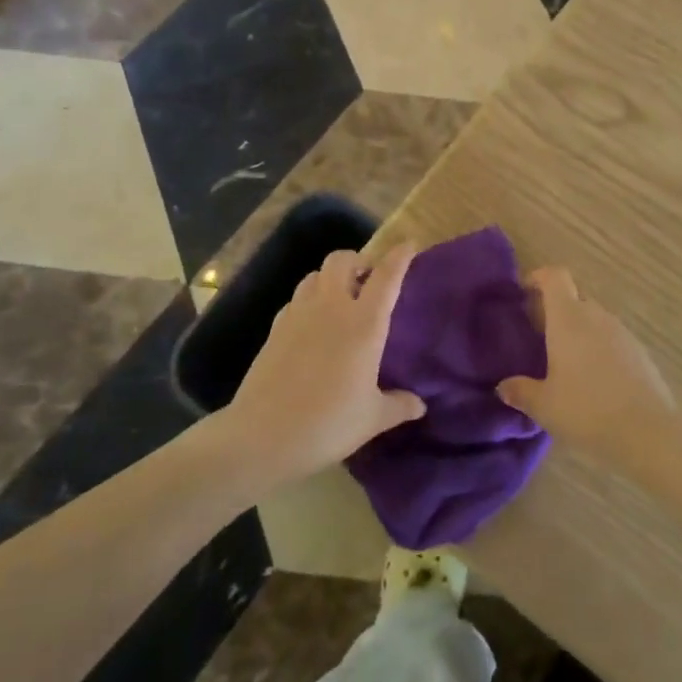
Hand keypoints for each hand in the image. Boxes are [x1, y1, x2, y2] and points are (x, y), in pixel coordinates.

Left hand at [222, 244, 425, 486]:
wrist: (262, 436)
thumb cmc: (328, 424)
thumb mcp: (372, 419)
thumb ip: (398, 405)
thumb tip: (419, 405)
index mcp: (363, 324)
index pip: (386, 277)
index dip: (399, 257)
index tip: (408, 244)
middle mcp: (331, 308)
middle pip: (342, 260)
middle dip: (357, 260)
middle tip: (368, 279)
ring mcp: (298, 314)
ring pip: (315, 275)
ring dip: (331, 278)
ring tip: (340, 299)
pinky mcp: (275, 328)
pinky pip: (296, 299)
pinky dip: (309, 300)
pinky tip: (312, 325)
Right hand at [498, 268, 676, 469]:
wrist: (648, 432)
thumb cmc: (587, 410)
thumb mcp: (544, 406)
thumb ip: (520, 391)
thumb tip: (503, 387)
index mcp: (568, 319)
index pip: (555, 277)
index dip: (539, 277)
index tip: (525, 291)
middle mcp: (596, 316)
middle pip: (574, 298)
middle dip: (556, 310)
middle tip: (540, 337)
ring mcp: (622, 332)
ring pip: (595, 319)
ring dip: (579, 331)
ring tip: (567, 362)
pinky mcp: (641, 352)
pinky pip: (613, 339)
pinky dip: (600, 348)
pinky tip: (595, 380)